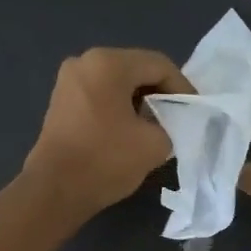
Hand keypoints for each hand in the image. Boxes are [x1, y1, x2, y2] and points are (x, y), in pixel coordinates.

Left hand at [23, 47, 189, 218]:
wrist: (55, 190)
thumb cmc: (106, 160)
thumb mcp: (155, 143)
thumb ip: (173, 124)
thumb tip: (169, 122)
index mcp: (109, 63)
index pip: (159, 65)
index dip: (183, 87)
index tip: (195, 111)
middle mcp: (85, 61)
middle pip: (137, 69)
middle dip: (162, 92)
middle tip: (180, 117)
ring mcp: (69, 80)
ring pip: (119, 81)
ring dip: (142, 100)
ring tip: (159, 125)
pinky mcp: (62, 100)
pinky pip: (102, 93)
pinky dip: (121, 106)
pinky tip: (132, 129)